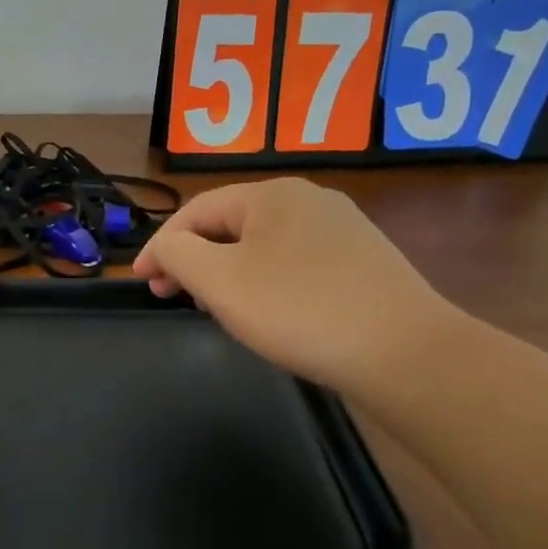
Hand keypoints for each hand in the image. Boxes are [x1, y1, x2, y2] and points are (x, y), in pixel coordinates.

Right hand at [132, 177, 459, 390]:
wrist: (406, 354)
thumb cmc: (299, 310)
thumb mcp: (220, 281)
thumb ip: (177, 255)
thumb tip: (166, 248)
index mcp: (272, 194)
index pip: (196, 211)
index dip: (160, 246)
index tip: (140, 281)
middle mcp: (310, 200)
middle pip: (230, 225)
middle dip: (194, 260)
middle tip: (171, 296)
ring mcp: (343, 231)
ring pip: (263, 246)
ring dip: (227, 273)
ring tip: (214, 308)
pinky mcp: (363, 264)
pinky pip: (294, 265)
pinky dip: (264, 283)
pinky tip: (267, 313)